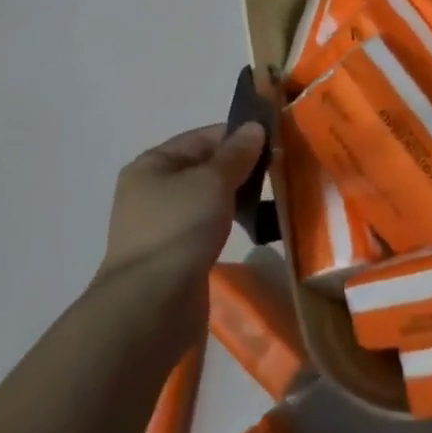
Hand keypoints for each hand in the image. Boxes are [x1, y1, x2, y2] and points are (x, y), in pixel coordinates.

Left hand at [98, 122, 264, 309]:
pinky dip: (229, 222)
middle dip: (241, 167)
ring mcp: (162, 225)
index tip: (276, 142)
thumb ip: (236, 153)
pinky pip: (207, 226)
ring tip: (272, 199)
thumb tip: (254, 127)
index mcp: (152, 164)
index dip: (239, 136)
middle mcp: (152, 190)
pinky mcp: (175, 254)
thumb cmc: (180, 228)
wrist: (152, 305)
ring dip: (236, 197)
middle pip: (205, 167)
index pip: (203, 137)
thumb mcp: (213, 180)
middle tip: (280, 170)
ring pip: (208, 198)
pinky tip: (253, 227)